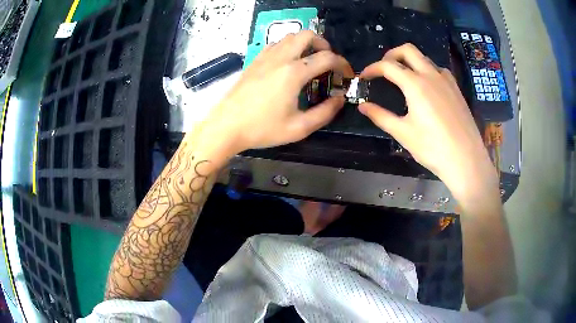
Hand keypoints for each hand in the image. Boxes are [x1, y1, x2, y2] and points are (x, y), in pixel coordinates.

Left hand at [204, 31, 353, 153]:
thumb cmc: (262, 129)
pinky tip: (288, 63)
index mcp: (294, 73)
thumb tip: (340, 99)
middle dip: (324, 45)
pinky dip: (288, 47)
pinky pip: (276, 44)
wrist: (227, 126)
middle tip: (327, 62)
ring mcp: (265, 57)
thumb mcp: (299, 128)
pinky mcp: (255, 60)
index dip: (342, 64)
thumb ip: (325, 113)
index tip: (346, 75)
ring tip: (309, 60)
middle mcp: (281, 58)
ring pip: (290, 36)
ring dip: (305, 43)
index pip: (327, 57)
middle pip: (308, 35)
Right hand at [358, 44, 498, 203]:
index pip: (388, 65)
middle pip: (408, 50)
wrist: (466, 160)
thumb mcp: (403, 133)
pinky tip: (427, 87)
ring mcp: (446, 80)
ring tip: (404, 79)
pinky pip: (438, 70)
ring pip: (424, 58)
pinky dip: (427, 71)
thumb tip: (362, 106)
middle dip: (391, 55)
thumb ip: (380, 116)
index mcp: (415, 84)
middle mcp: (431, 75)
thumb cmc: (433, 148)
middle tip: (384, 69)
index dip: (372, 68)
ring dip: (410, 62)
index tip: (364, 77)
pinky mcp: (456, 88)